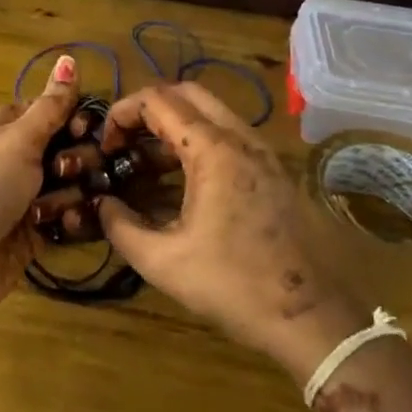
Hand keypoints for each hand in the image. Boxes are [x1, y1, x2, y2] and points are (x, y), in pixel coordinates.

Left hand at [0, 55, 80, 324]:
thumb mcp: (17, 139)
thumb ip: (51, 105)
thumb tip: (69, 57)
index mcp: (14, 126)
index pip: (62, 111)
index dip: (78, 120)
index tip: (81, 131)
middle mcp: (25, 156)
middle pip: (76, 148)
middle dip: (78, 161)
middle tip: (59, 173)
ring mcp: (34, 194)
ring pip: (79, 185)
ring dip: (70, 196)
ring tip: (48, 211)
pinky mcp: (41, 229)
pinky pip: (74, 217)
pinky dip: (71, 222)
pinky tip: (60, 229)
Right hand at [93, 83, 370, 383]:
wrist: (310, 317)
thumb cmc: (233, 285)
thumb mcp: (163, 262)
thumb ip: (120, 227)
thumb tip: (101, 205)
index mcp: (213, 149)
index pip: (158, 100)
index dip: (122, 113)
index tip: (105, 145)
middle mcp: (240, 137)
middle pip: (187, 93)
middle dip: (148, 109)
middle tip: (125, 142)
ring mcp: (262, 152)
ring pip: (210, 113)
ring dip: (174, 125)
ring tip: (146, 163)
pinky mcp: (273, 170)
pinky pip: (228, 136)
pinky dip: (197, 142)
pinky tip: (181, 183)